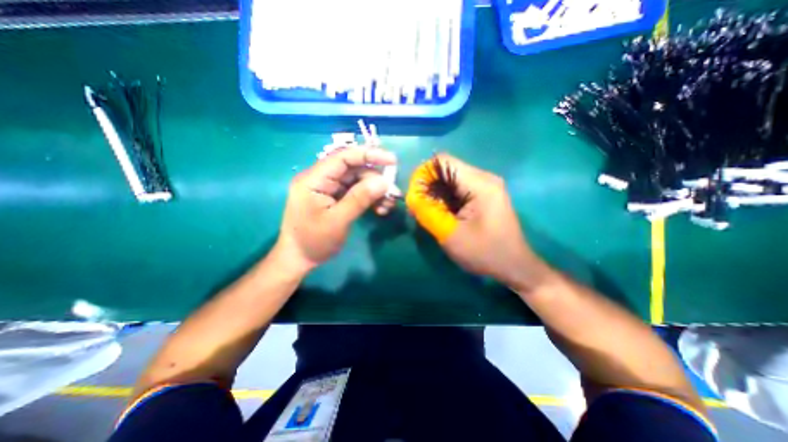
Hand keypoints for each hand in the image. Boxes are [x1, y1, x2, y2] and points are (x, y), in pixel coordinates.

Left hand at [276, 148, 400, 273]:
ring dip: (375, 191)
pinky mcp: (335, 197)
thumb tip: (384, 182)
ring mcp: (328, 188)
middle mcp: (321, 179)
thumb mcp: (337, 221)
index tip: (392, 160)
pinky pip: (356, 191)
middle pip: (353, 169)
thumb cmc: (313, 241)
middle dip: (375, 180)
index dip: (369, 155)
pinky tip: (379, 209)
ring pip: (357, 181)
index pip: (343, 157)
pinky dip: (369, 198)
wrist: (299, 259)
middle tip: (392, 194)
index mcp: (314, 179)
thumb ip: (359, 199)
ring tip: (387, 206)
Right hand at [418, 154, 548, 287]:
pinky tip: (444, 215)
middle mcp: (484, 178)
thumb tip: (411, 195)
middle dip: (429, 187)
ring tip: (431, 214)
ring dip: (437, 194)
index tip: (415, 197)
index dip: (424, 175)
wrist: (514, 266)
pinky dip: (446, 199)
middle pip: (446, 170)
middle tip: (420, 210)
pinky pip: (459, 189)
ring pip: (451, 180)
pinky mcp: (485, 195)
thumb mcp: (450, 234)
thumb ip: (428, 212)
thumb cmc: (485, 253)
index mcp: (480, 183)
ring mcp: (486, 186)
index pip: (443, 162)